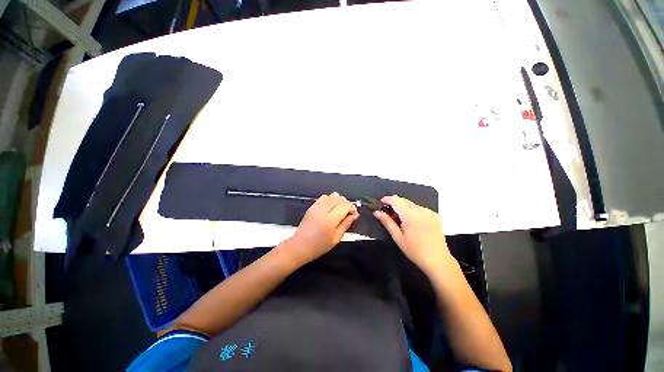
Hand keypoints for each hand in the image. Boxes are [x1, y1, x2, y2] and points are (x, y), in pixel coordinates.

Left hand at [283, 192, 358, 265]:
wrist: (300, 246)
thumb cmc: (319, 246)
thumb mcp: (336, 238)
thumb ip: (346, 224)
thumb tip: (355, 214)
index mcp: (329, 220)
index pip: (344, 206)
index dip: (352, 208)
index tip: (354, 214)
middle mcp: (322, 210)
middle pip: (339, 199)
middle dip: (347, 203)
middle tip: (349, 212)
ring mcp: (316, 207)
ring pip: (331, 196)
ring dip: (339, 200)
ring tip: (341, 209)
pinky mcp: (312, 206)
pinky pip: (323, 197)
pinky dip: (330, 199)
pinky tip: (332, 206)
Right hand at [373, 195, 452, 273]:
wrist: (438, 261)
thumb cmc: (415, 251)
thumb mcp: (398, 237)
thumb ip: (387, 222)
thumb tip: (376, 212)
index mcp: (411, 215)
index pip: (396, 200)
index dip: (386, 199)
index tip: (380, 204)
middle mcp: (421, 210)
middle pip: (404, 200)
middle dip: (394, 204)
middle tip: (388, 214)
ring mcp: (430, 212)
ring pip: (412, 204)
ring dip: (403, 208)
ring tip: (400, 221)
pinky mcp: (435, 216)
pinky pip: (420, 209)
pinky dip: (412, 211)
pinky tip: (412, 223)